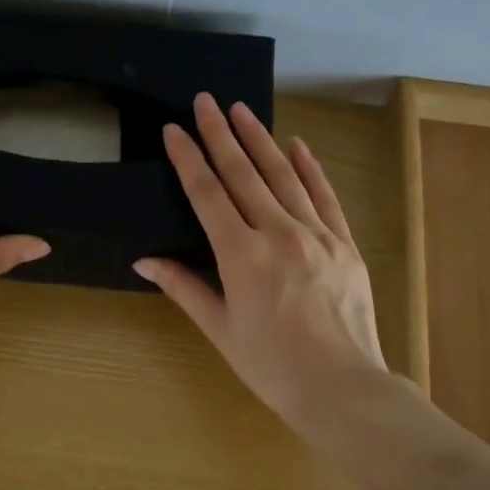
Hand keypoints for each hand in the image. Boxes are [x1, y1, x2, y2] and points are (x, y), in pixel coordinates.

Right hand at [134, 95, 387, 437]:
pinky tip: (298, 145)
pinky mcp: (345, 244)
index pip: (208, 194)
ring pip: (284, 176)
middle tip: (205, 101)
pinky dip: (310, 169)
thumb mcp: (220, 329)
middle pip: (244, 173)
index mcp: (241, 255)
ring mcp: (317, 235)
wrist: (341, 388)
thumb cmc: (271, 366)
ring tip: (242, 110)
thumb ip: (184, 288)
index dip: (189, 158)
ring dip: (260, 140)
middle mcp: (278, 233)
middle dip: (221, 134)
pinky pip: (325, 197)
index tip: (175, 129)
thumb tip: (145, 260)